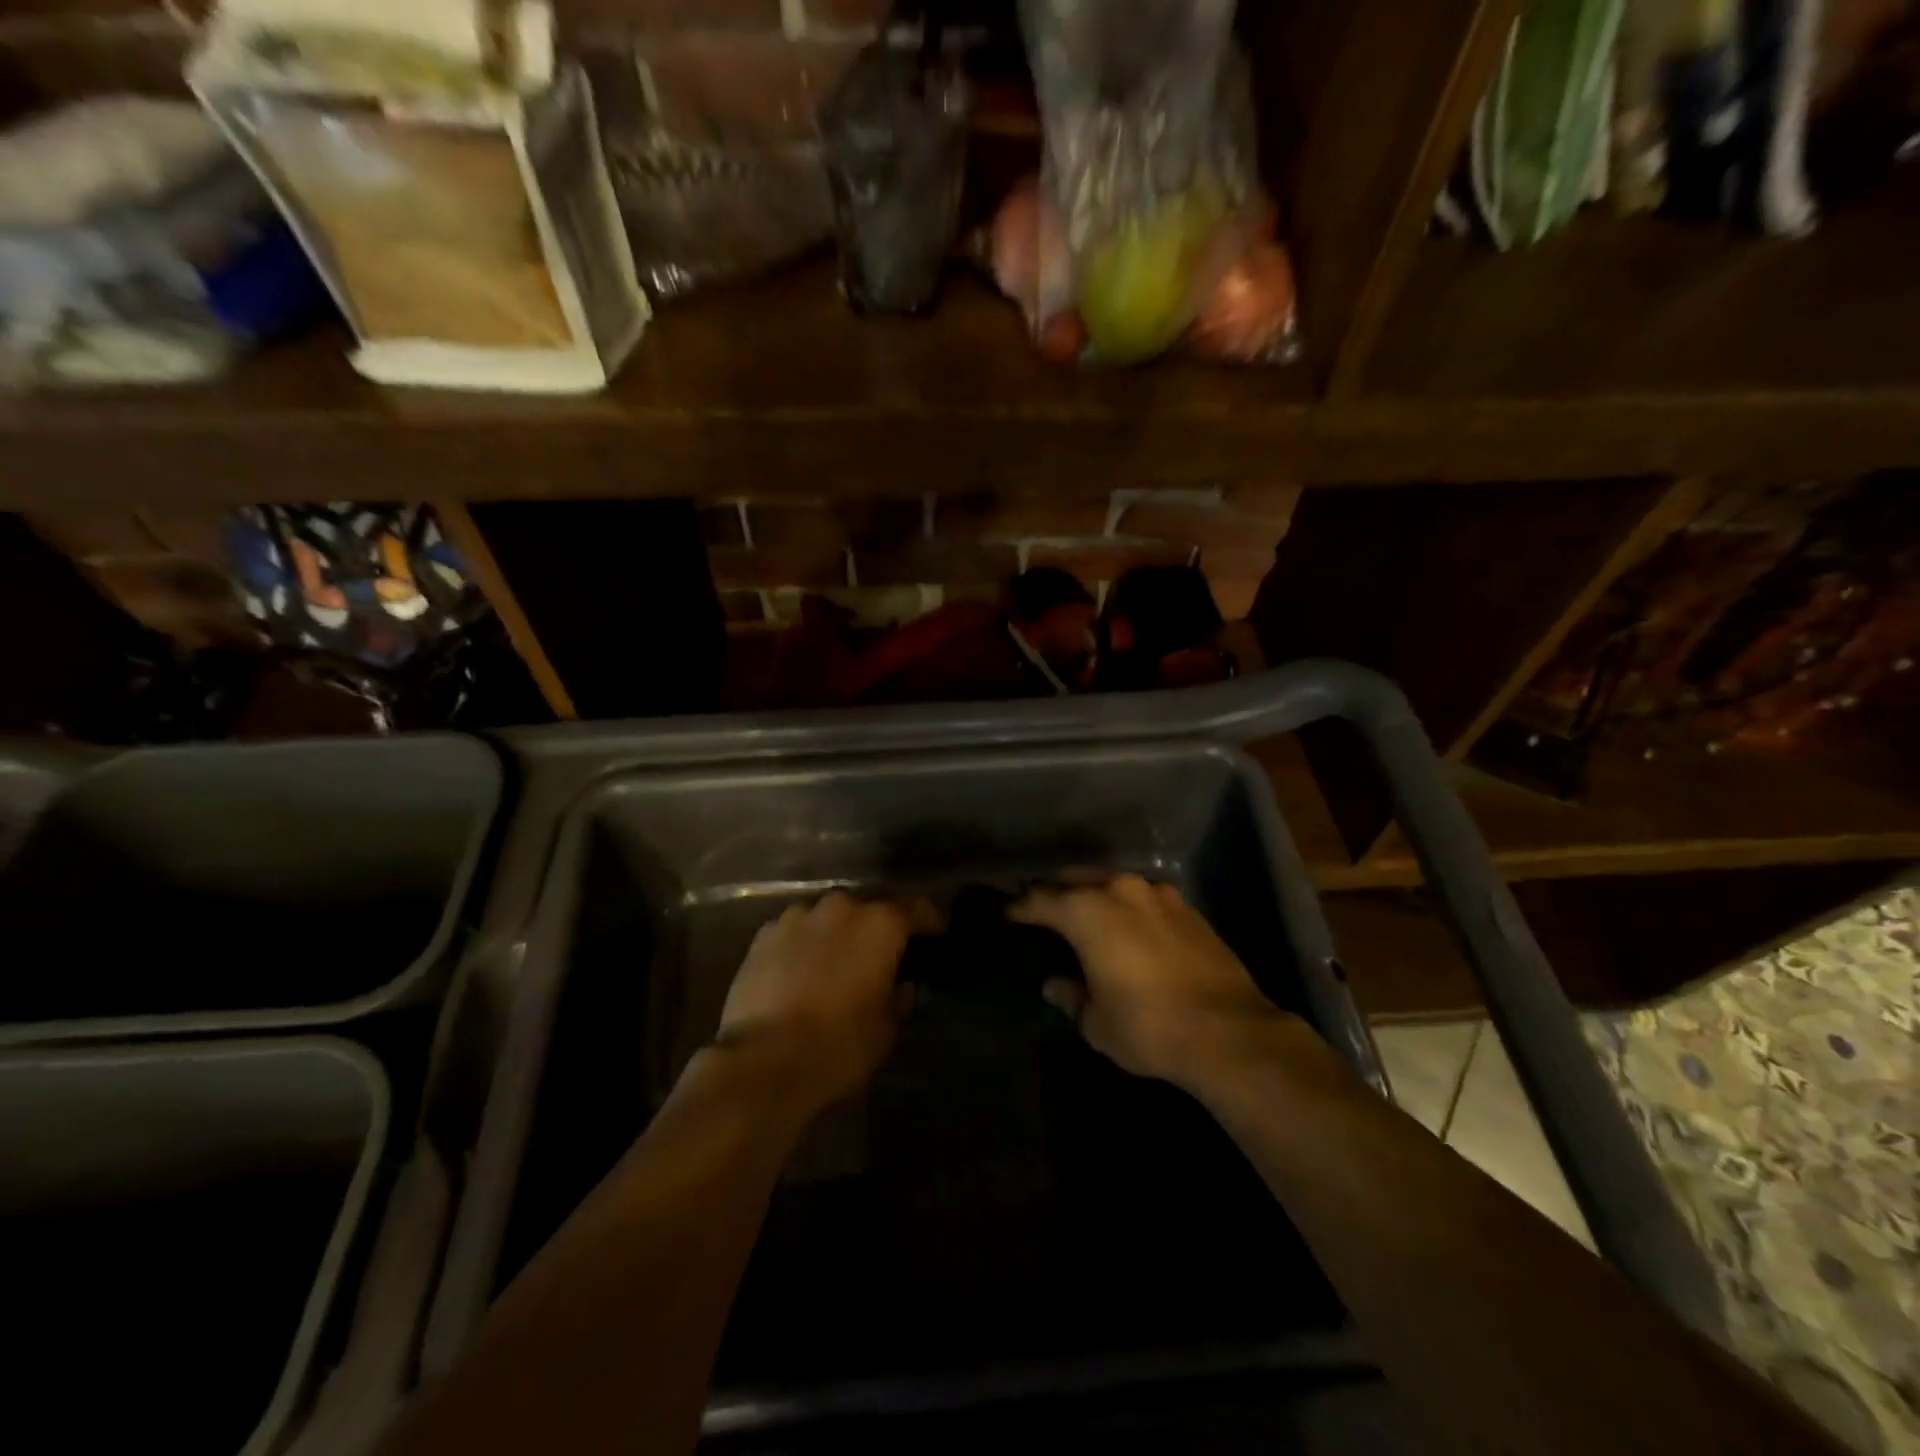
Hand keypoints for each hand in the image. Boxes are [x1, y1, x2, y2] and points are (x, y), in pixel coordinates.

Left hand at [714, 892, 932, 1111]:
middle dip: (878, 928)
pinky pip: (797, 931)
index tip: (936, 936)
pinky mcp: (764, 934)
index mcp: (880, 924)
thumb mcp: (886, 1029)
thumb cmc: (838, 1045)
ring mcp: (798, 916)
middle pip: (870, 908)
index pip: (917, 909)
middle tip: (881, 956)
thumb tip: (900, 985)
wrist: (762, 1061)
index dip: (930, 922)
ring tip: (836, 964)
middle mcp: (842, 907)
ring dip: (838, 934)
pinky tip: (801, 972)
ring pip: (830, 917)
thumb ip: (899, 997)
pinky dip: (804, 945)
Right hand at [1011, 874, 1298, 1090]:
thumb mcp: (1097, 1022)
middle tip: (1045, 913)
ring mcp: (1158, 894)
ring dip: (1096, 896)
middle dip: (1057, 893)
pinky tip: (1131, 930)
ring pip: (1114, 884)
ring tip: (1088, 917)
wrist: (1229, 1032)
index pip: (1041, 900)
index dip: (1020, 909)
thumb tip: (1056, 984)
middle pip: (1076, 880)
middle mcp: (1120, 890)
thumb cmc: (1148, 1027)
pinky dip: (1129, 908)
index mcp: (1087, 911)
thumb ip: (1071, 996)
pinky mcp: (1188, 908)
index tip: (1008, 916)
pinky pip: (1145, 899)